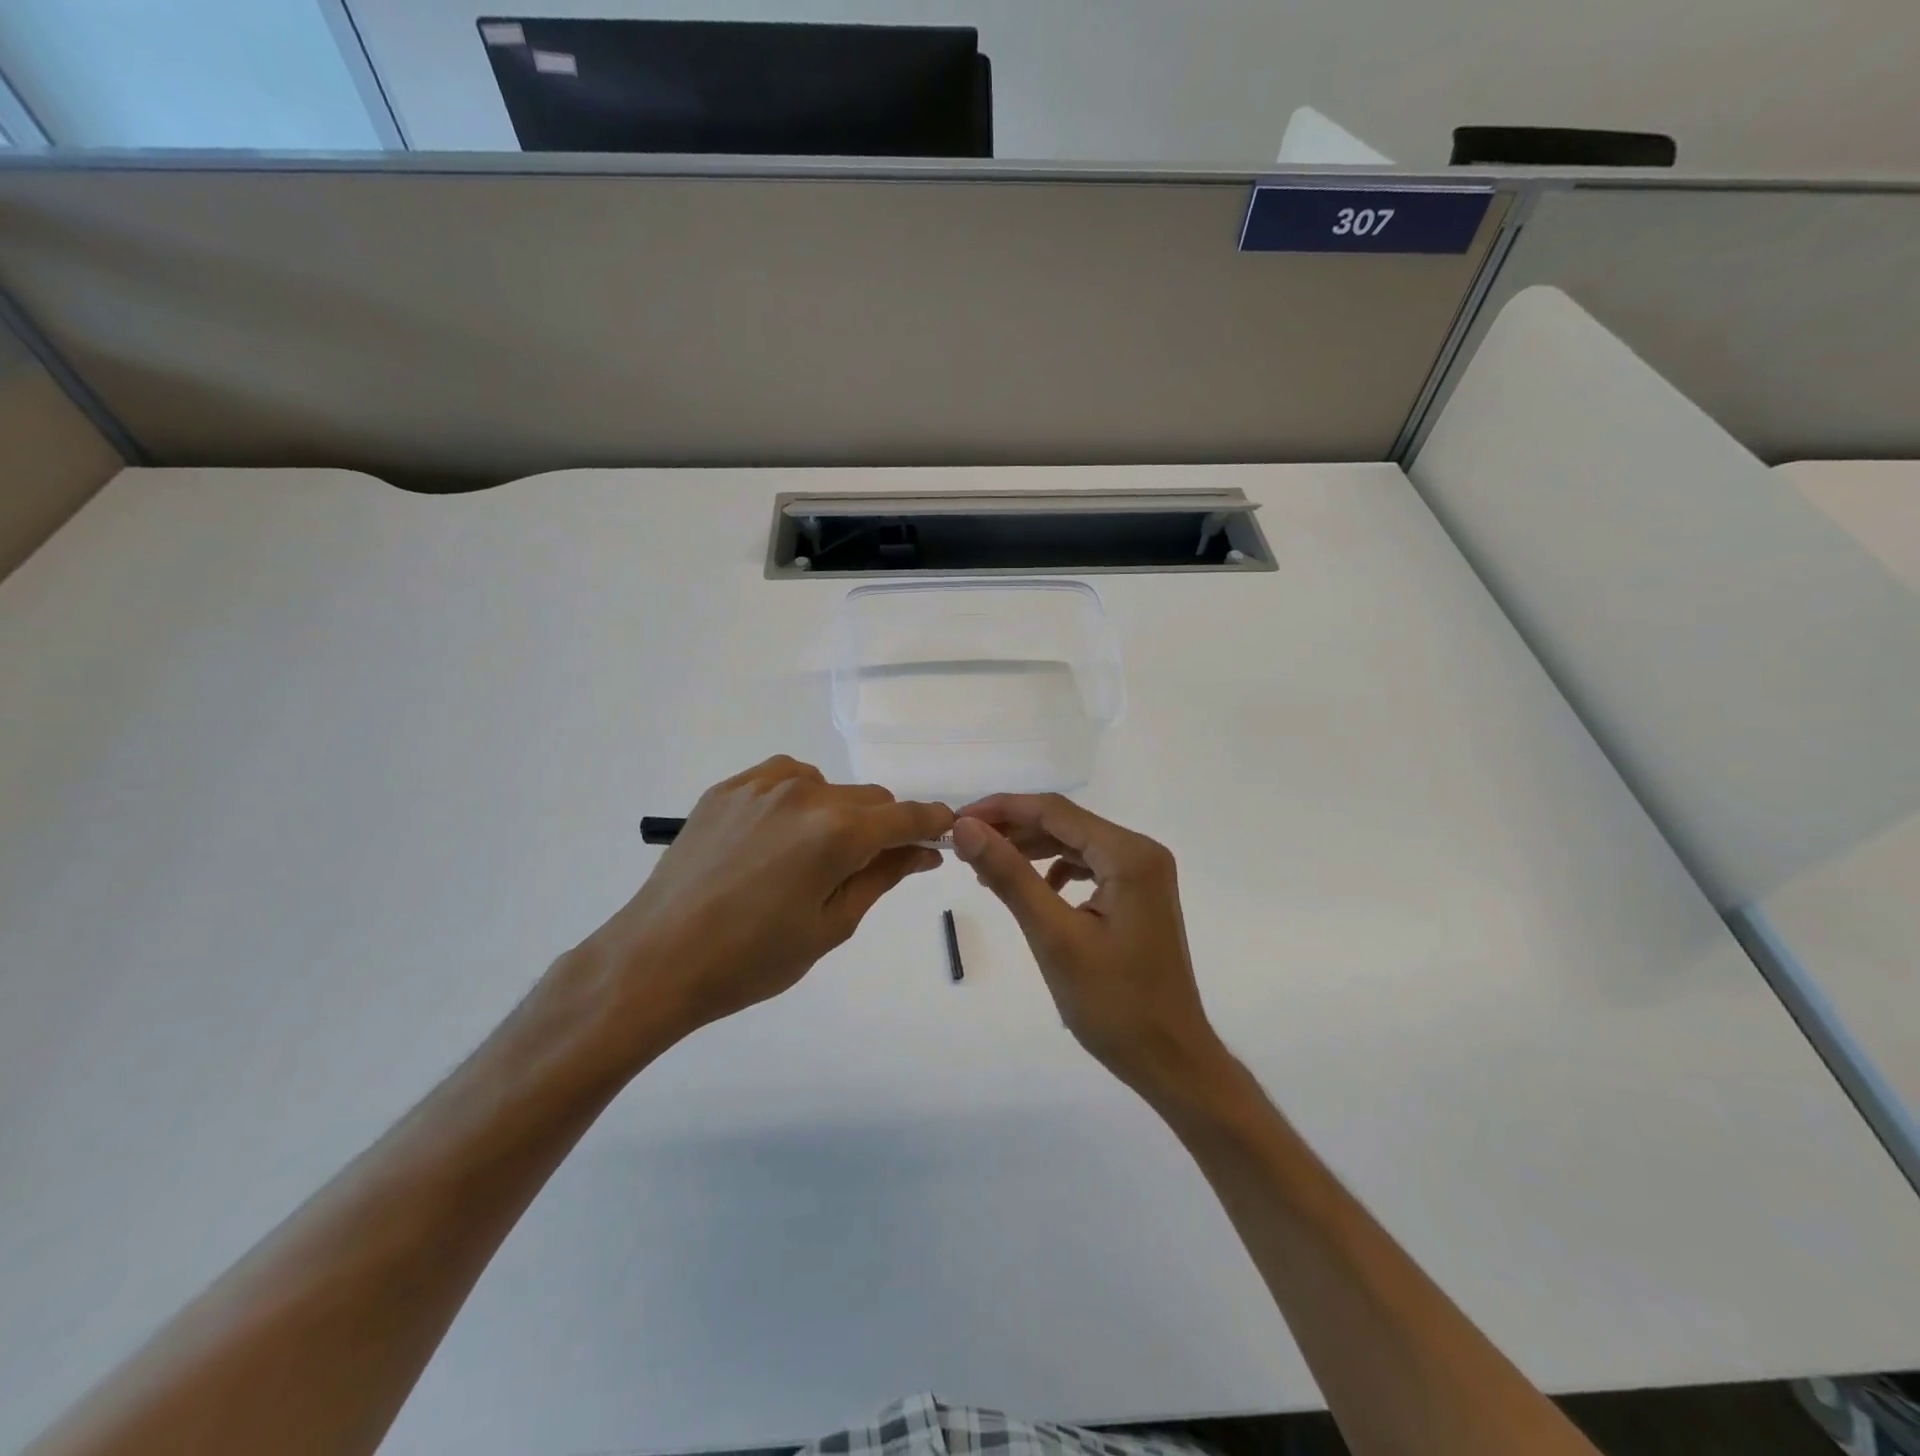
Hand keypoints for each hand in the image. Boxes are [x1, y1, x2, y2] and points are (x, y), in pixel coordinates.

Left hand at [563, 757, 952, 1064]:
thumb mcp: (830, 926)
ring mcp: (761, 785)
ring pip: (828, 786)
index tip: (942, 836)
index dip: (932, 823)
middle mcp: (805, 793)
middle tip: (871, 866)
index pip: (906, 816)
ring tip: (812, 858)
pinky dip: (798, 801)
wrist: (657, 959)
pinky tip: (780, 836)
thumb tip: (923, 851)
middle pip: (870, 799)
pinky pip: (784, 780)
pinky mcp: (728, 788)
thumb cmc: (752, 959)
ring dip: (838, 814)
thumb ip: (882, 878)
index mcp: (837, 832)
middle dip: (883, 827)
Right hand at [951, 794, 1224, 1099]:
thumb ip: (1010, 875)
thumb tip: (966, 827)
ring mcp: (1143, 875)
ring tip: (986, 866)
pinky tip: (1032, 890)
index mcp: (1129, 855)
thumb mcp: (1054, 936)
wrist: (1170, 1060)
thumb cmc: (1114, 1003)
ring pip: (1074, 844)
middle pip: (1065, 824)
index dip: (1001, 809)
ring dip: (1030, 850)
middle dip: (1013, 830)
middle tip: (963, 846)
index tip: (956, 821)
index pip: (1055, 811)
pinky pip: (1088, 868)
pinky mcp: (1138, 896)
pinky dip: (1053, 871)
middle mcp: (1141, 852)